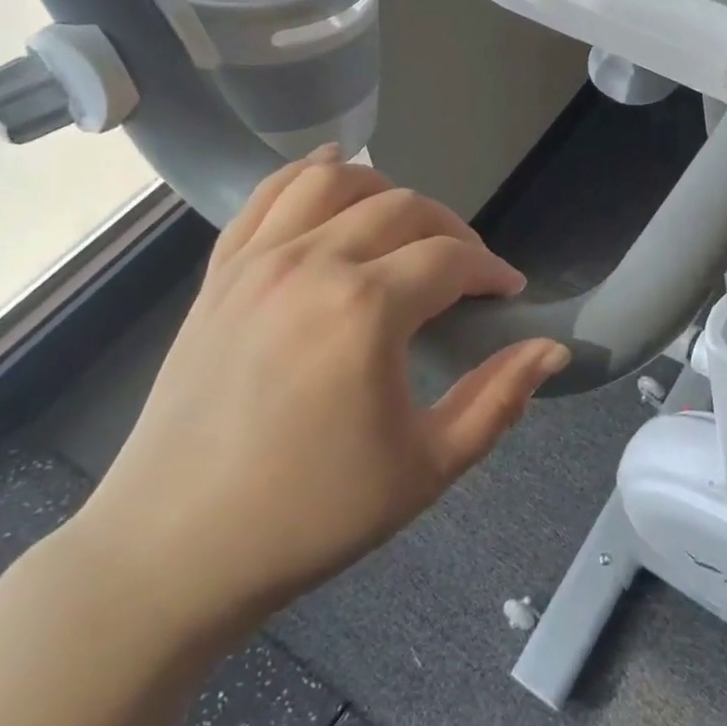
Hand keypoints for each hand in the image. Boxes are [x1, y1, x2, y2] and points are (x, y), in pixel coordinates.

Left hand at [63, 149, 571, 648]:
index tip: (507, 292)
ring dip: (384, 189)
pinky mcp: (220, 273)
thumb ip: (499, 399)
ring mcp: (258, 261)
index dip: (491, 270)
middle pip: (403, 209)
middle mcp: (312, 263)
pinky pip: (268, 196)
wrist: (174, 550)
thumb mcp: (426, 468)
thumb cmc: (310, 515)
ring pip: (335, 180)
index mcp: (366, 309)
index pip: (451, 259)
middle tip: (467, 271)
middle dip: (451, 231)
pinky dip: (308, 175)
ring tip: (405, 225)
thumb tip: (552, 350)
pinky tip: (331, 176)